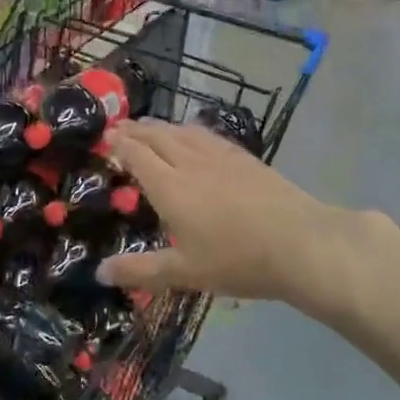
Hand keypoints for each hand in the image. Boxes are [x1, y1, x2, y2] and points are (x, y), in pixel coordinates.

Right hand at [95, 120, 394, 317]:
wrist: (301, 244)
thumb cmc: (237, 260)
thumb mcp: (184, 273)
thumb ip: (140, 270)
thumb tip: (98, 272)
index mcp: (170, 187)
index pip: (138, 155)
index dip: (120, 144)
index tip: (105, 136)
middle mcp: (191, 164)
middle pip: (158, 137)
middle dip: (136, 130)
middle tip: (120, 127)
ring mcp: (221, 157)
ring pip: (184, 132)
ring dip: (161, 126)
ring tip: (150, 126)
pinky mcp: (245, 159)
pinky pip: (209, 136)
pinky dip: (191, 131)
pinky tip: (194, 135)